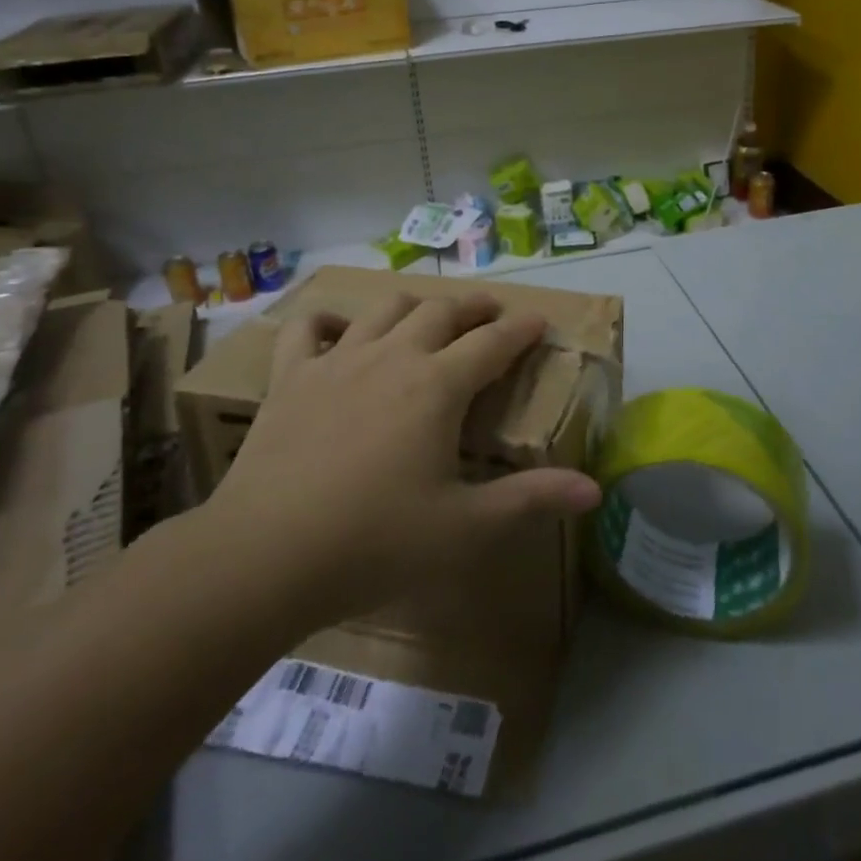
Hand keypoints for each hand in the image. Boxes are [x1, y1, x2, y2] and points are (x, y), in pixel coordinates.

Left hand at [202, 293, 601, 628]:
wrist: (266, 556)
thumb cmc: (375, 543)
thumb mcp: (465, 529)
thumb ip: (531, 500)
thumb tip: (594, 488)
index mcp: (438, 387)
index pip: (493, 343)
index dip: (522, 329)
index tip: (539, 320)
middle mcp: (392, 357)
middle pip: (442, 312)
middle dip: (474, 306)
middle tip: (491, 310)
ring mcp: (337, 361)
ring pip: (385, 310)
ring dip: (415, 304)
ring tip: (428, 313)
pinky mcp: (291, 377)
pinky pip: (308, 329)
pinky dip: (327, 319)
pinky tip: (337, 328)